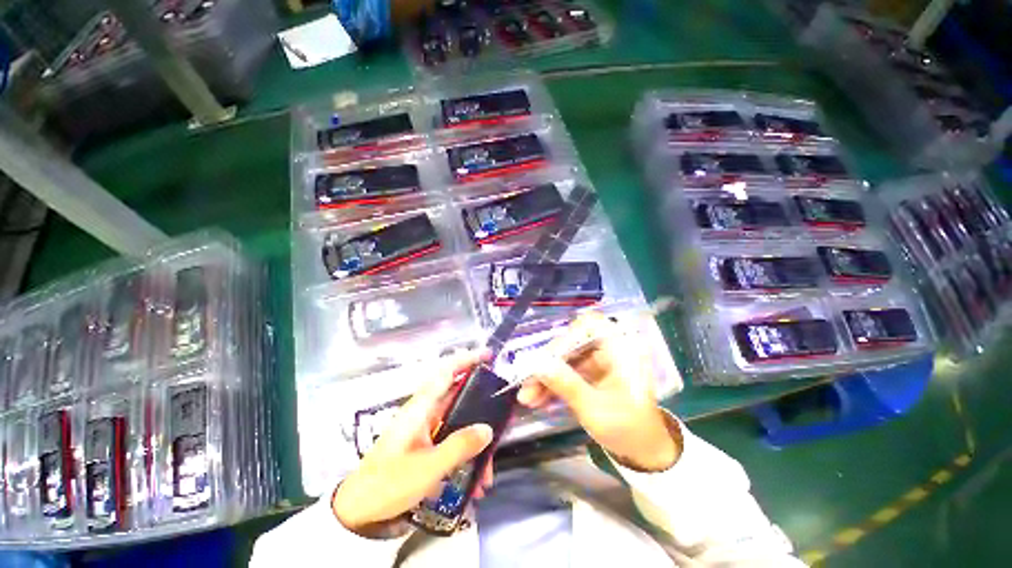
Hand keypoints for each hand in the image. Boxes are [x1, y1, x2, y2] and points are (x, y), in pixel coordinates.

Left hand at [332, 351, 495, 536]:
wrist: (358, 511)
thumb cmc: (388, 484)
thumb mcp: (427, 468)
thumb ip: (459, 446)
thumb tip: (488, 429)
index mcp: (420, 408)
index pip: (446, 373)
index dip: (467, 360)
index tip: (488, 356)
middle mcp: (424, 413)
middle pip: (458, 397)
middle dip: (481, 409)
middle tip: (502, 417)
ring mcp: (425, 429)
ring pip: (458, 423)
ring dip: (474, 442)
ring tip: (487, 471)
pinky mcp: (425, 445)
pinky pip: (451, 441)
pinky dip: (464, 456)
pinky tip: (473, 482)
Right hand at [517, 312, 680, 471]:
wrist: (643, 452)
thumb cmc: (628, 430)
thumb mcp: (595, 410)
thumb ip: (567, 385)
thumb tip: (537, 364)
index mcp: (622, 349)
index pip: (590, 325)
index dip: (566, 337)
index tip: (545, 360)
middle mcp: (609, 347)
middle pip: (571, 342)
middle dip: (547, 363)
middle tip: (527, 384)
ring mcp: (597, 359)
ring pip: (564, 357)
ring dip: (544, 375)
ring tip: (527, 398)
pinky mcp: (589, 371)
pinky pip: (565, 370)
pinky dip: (551, 383)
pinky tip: (536, 398)